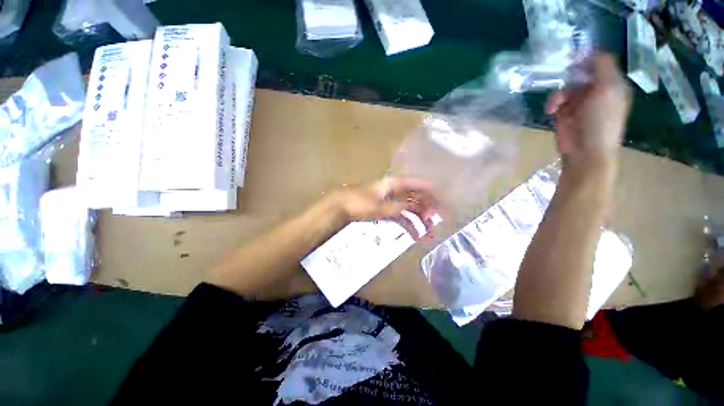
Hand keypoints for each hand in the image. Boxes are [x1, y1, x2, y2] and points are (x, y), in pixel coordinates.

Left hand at [330, 177, 440, 238]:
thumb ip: (397, 208)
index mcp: (392, 185)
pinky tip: (415, 235)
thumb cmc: (357, 202)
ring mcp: (390, 202)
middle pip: (415, 198)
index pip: (415, 185)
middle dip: (428, 208)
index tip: (442, 198)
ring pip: (409, 210)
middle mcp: (393, 192)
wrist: (340, 207)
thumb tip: (414, 209)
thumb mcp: (378, 205)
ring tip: (429, 233)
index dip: (429, 190)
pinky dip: (409, 225)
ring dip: (420, 220)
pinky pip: (401, 217)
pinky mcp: (385, 212)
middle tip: (439, 221)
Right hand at [546, 53, 631, 170]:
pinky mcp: (564, 113)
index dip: (586, 57)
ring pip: (565, 87)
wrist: (585, 150)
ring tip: (555, 104)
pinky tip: (551, 109)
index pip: (598, 63)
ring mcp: (579, 103)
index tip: (572, 56)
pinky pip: (556, 100)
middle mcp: (596, 90)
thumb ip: (602, 65)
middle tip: (560, 76)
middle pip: (579, 73)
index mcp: (611, 83)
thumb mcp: (609, 88)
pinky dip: (552, 103)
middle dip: (568, 75)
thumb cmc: (602, 120)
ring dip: (558, 93)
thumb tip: (589, 49)